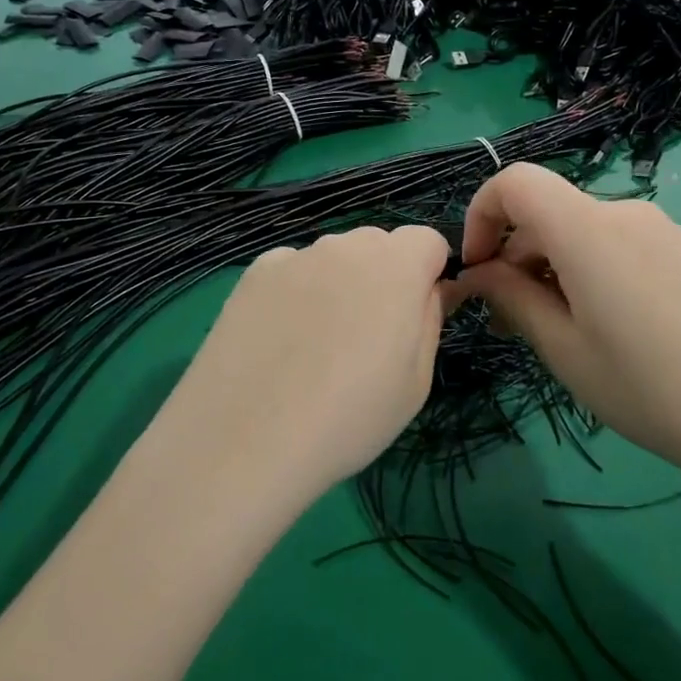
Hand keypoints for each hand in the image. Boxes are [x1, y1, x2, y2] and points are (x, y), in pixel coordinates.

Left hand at [159, 226, 455, 494]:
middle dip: (384, 278)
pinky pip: (291, 272)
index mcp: (396, 266)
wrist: (244, 439)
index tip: (415, 318)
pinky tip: (278, 342)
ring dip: (338, 285)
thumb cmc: (349, 418)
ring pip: (332, 259)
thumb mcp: (416, 382)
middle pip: (378, 246)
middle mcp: (345, 246)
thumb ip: (431, 320)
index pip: (427, 241)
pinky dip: (294, 293)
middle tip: (367, 338)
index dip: (428, 275)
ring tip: (315, 347)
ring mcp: (294, 256)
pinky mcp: (253, 274)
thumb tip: (435, 290)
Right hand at [457, 164, 680, 490]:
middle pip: (549, 212)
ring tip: (560, 334)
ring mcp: (665, 232)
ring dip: (553, 269)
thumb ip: (513, 298)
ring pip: (584, 233)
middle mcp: (627, 213)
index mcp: (588, 229)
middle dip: (516, 256)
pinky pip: (621, 246)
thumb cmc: (651, 389)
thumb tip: (481, 272)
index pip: (515, 182)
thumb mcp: (565, 350)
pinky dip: (592, 272)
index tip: (477, 269)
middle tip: (511, 324)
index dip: (481, 214)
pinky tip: (611, 329)